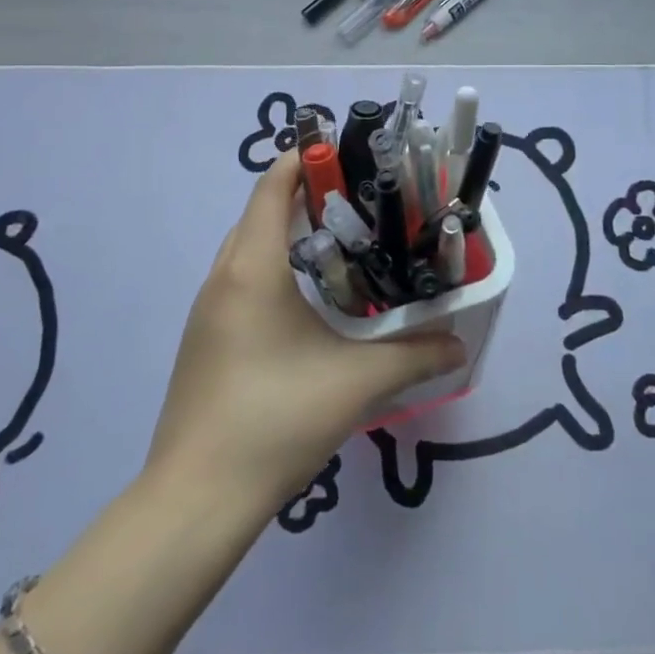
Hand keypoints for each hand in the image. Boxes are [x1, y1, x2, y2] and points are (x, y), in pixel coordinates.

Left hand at [148, 151, 465, 510]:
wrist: (195, 500)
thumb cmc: (275, 420)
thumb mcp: (356, 383)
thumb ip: (415, 356)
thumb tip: (459, 344)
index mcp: (252, 269)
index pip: (272, 187)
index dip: (304, 159)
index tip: (345, 153)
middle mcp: (222, 279)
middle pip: (260, 213)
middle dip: (305, 195)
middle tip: (358, 201)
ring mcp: (207, 312)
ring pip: (248, 249)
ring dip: (288, 234)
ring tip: (341, 245)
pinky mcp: (205, 342)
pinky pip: (240, 282)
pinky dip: (273, 269)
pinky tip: (308, 303)